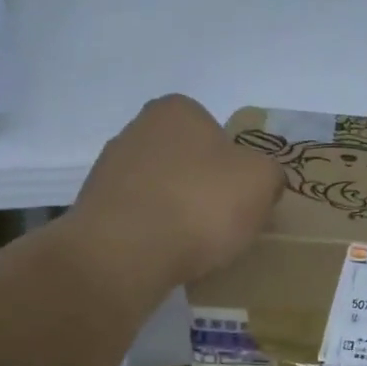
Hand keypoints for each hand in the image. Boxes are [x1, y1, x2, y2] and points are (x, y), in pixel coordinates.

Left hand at [72, 95, 284, 287]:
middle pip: (187, 160)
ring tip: (196, 246)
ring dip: (179, 211)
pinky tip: (167, 255)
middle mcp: (137, 130)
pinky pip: (140, 219)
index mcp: (177, 110)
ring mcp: (110, 170)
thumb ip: (270, 173)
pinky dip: (155, 234)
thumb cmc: (199, 204)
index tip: (243, 196)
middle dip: (205, 187)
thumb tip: (264, 181)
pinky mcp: (96, 210)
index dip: (236, 165)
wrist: (125, 253)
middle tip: (225, 222)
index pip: (216, 131)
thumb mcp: (261, 181)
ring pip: (162, 190)